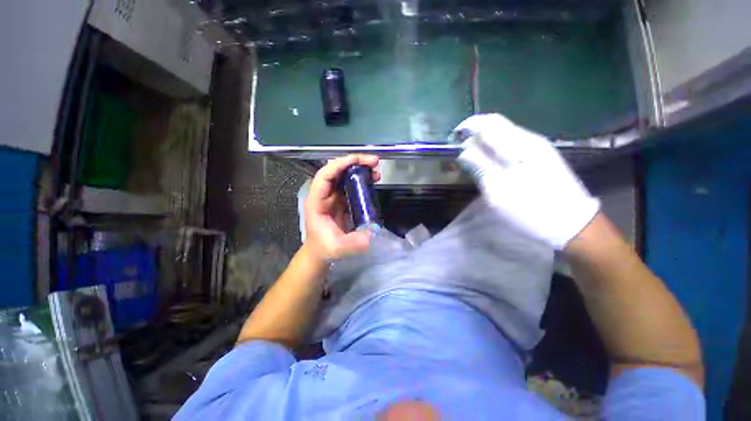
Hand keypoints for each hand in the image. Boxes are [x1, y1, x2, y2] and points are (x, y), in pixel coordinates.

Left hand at [303, 154, 380, 261]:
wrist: (321, 252)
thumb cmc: (324, 249)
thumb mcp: (337, 248)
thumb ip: (353, 243)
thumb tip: (371, 235)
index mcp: (317, 202)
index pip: (324, 176)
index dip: (339, 165)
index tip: (358, 161)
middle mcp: (324, 195)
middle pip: (336, 171)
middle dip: (354, 163)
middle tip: (373, 162)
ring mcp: (333, 197)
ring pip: (344, 176)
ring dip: (359, 170)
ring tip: (376, 172)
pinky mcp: (341, 201)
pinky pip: (351, 185)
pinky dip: (362, 180)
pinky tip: (373, 181)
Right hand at [454, 113, 598, 249]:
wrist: (573, 225)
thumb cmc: (531, 209)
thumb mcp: (498, 191)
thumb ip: (480, 167)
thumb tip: (463, 151)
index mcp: (519, 145)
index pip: (489, 123)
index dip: (468, 127)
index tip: (452, 139)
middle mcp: (529, 140)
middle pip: (497, 126)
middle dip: (474, 135)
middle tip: (459, 152)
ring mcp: (538, 148)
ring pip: (504, 136)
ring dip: (484, 143)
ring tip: (470, 159)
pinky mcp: (541, 158)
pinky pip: (512, 146)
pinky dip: (495, 151)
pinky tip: (489, 164)